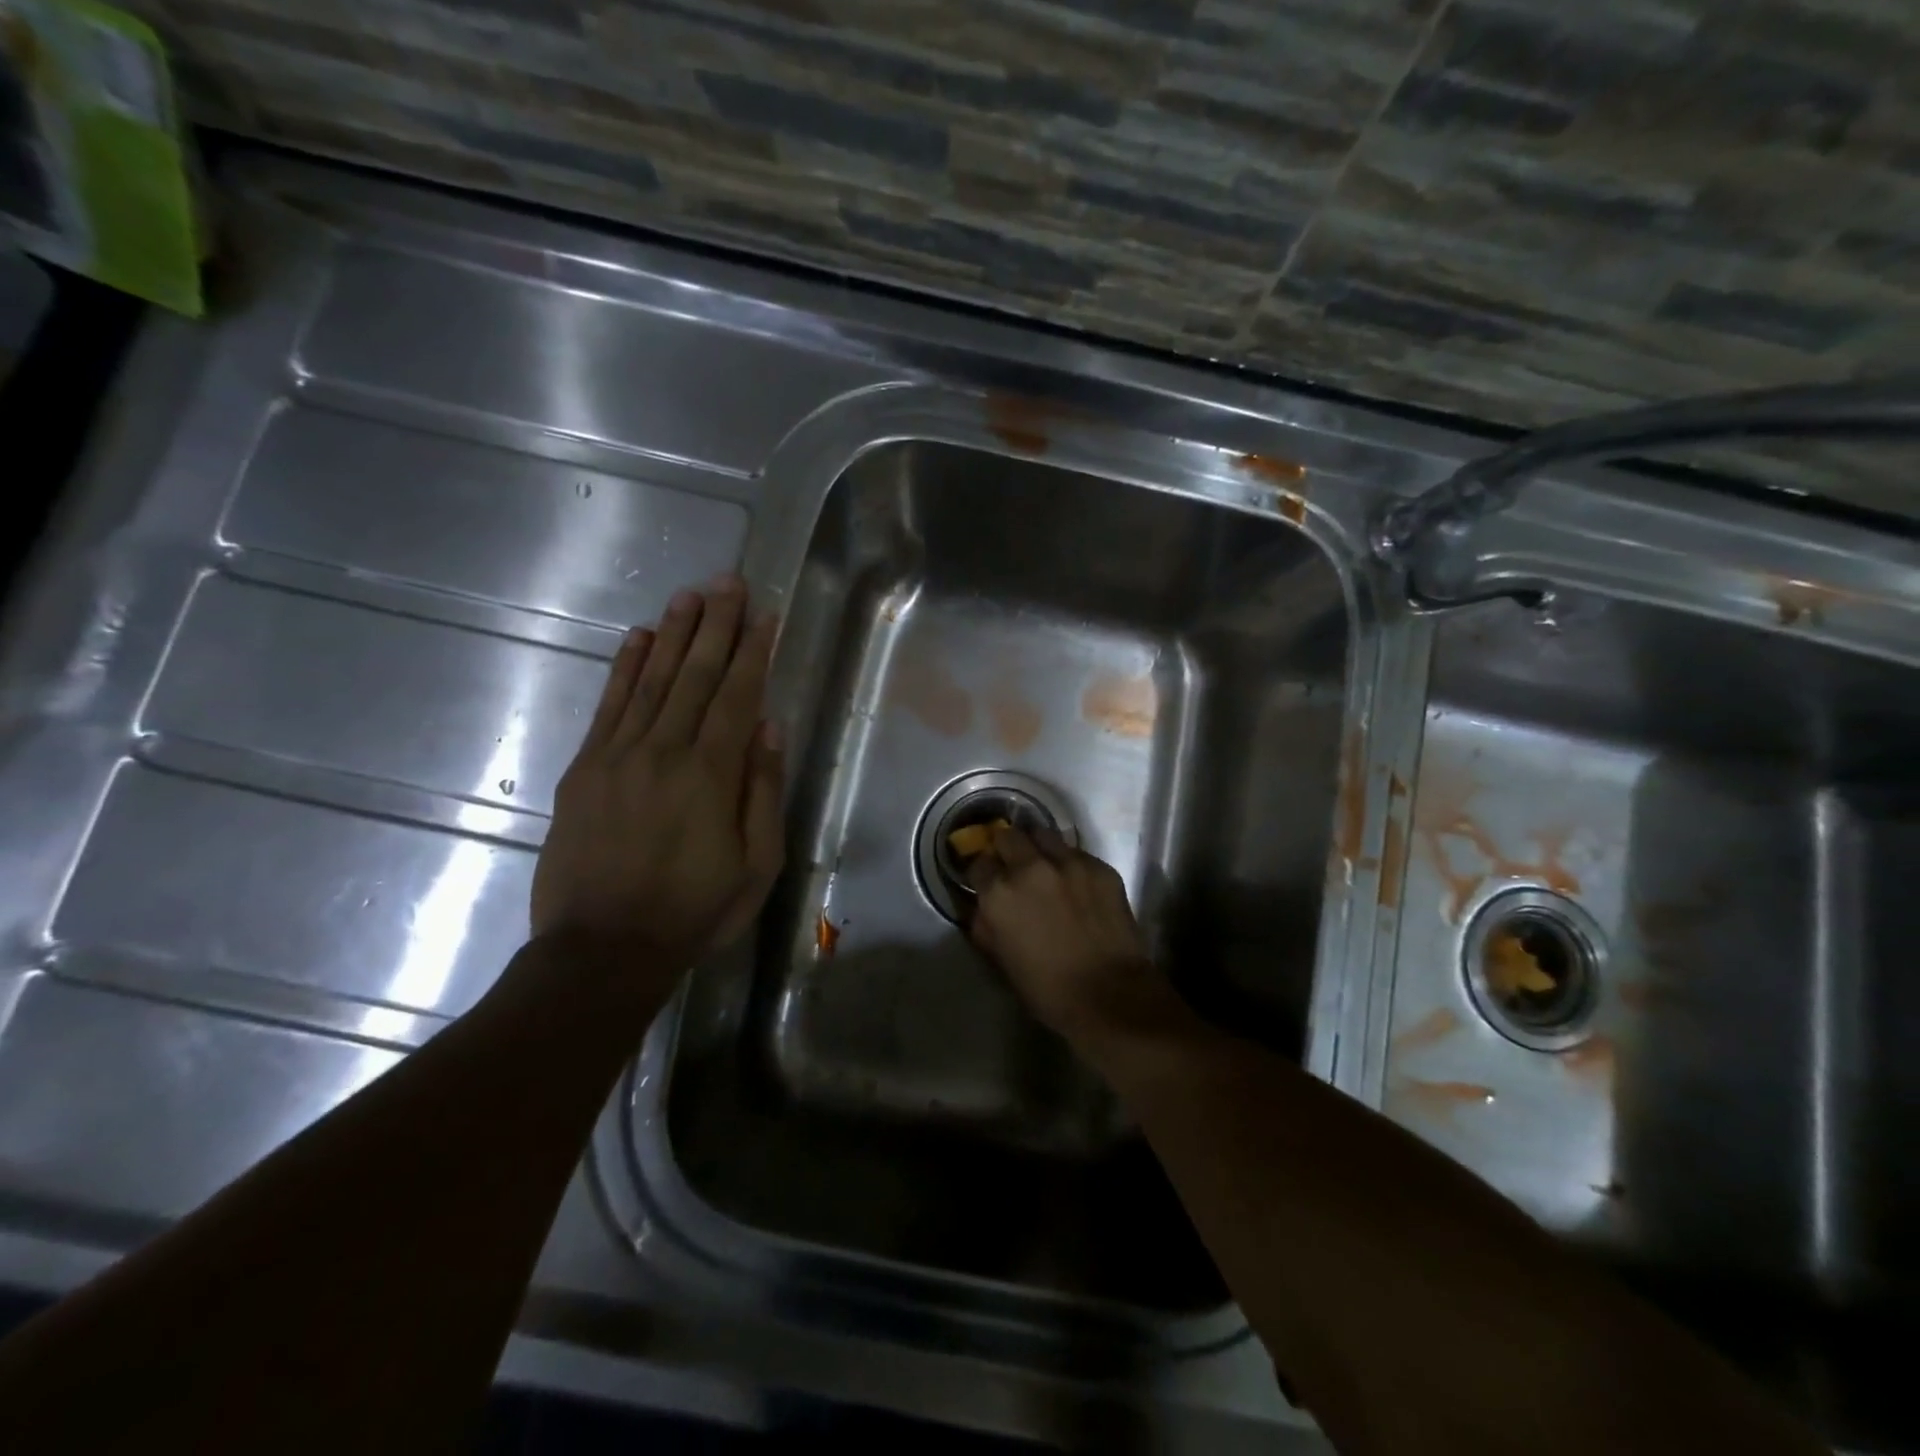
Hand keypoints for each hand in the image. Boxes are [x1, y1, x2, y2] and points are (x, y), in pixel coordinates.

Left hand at [531, 578, 785, 992]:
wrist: (602, 949)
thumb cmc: (694, 911)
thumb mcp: (756, 864)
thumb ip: (762, 791)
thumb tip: (769, 728)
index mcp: (711, 774)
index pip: (738, 696)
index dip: (753, 651)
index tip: (764, 614)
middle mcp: (664, 751)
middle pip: (694, 675)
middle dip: (716, 625)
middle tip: (728, 582)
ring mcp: (617, 756)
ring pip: (651, 680)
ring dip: (673, 634)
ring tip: (689, 595)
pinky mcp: (584, 769)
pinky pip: (608, 706)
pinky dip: (624, 668)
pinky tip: (638, 639)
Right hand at [964, 827, 1185, 1056]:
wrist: (1110, 995)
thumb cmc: (1048, 989)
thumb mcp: (1001, 960)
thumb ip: (986, 925)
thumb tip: (983, 907)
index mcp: (1000, 892)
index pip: (979, 862)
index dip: (982, 872)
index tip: (987, 881)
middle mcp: (1030, 867)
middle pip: (1008, 836)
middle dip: (1006, 849)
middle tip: (1013, 867)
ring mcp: (1068, 862)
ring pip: (1044, 835)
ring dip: (1038, 848)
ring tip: (1045, 866)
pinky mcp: (1100, 866)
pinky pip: (1076, 854)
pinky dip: (1070, 864)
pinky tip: (1077, 886)